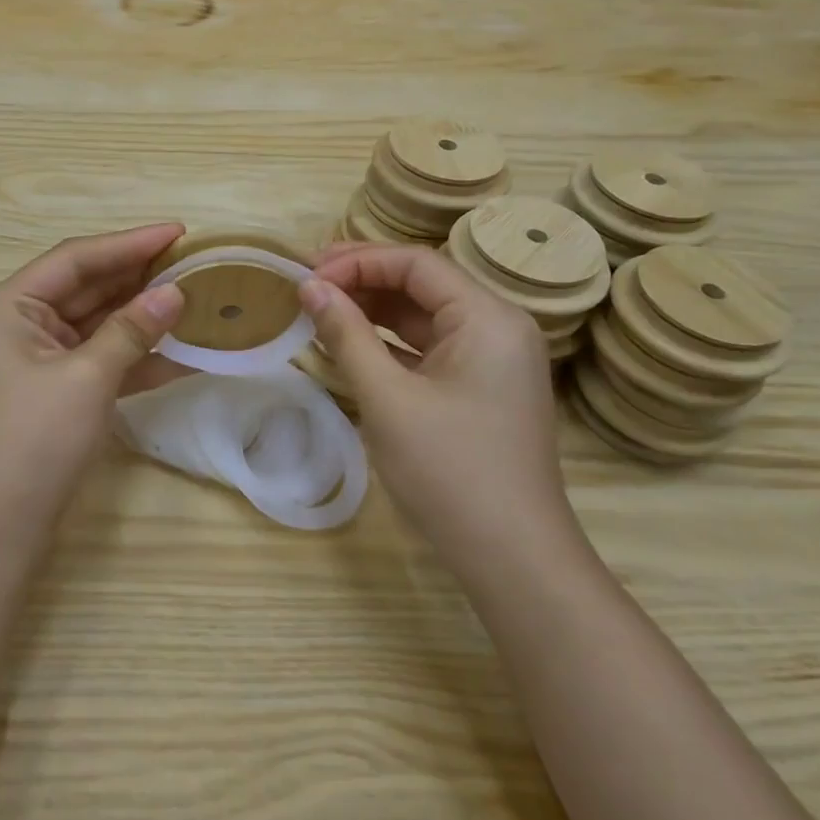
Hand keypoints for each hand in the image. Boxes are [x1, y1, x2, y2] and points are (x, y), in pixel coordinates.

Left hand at [0, 224, 187, 523]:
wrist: (3, 522)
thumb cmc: (36, 438)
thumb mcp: (88, 377)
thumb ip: (132, 330)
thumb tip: (176, 293)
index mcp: (9, 307)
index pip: (74, 259)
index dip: (128, 243)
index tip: (177, 231)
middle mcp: (20, 323)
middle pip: (87, 287)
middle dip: (138, 277)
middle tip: (190, 261)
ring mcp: (39, 357)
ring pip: (98, 322)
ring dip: (142, 314)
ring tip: (192, 297)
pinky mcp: (59, 387)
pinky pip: (101, 357)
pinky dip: (136, 355)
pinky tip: (181, 353)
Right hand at [301, 243, 574, 558]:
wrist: (513, 559)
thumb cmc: (449, 471)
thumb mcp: (387, 398)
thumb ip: (346, 334)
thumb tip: (309, 286)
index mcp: (488, 317)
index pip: (416, 263)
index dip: (357, 261)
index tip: (306, 274)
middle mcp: (499, 326)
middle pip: (423, 283)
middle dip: (363, 279)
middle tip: (307, 284)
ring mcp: (494, 359)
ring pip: (425, 315)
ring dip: (373, 309)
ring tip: (320, 308)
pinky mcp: (482, 387)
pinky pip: (431, 346)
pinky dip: (391, 341)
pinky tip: (351, 343)